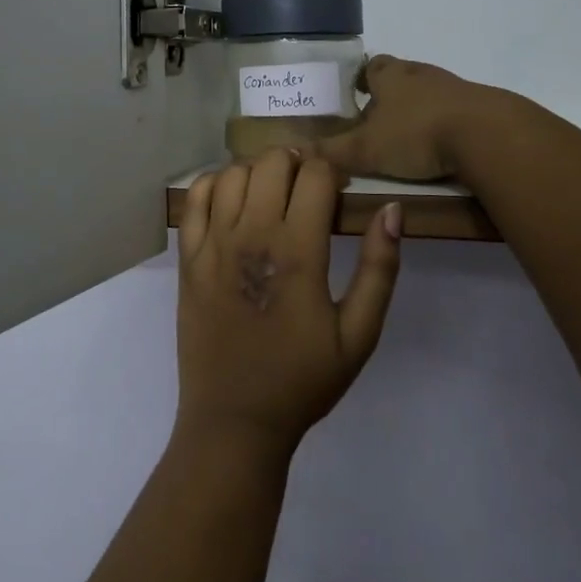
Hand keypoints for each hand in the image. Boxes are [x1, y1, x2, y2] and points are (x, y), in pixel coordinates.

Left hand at [175, 150, 401, 457]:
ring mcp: (212, 244)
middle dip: (298, 164)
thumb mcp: (359, 335)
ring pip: (234, 172)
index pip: (316, 175)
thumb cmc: (302, 380)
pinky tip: (233, 200)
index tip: (340, 191)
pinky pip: (196, 197)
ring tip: (273, 194)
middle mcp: (251, 235)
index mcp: (298, 252)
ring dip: (259, 171)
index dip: (334, 173)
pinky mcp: (188, 257)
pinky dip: (216, 184)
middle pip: (273, 162)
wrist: (235, 419)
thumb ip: (379, 268)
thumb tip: (392, 209)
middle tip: (309, 189)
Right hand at [313, 55, 495, 181]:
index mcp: (391, 76)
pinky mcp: (478, 106)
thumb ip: (332, 152)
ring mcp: (453, 87)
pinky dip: (442, 121)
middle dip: (388, 92)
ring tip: (405, 132)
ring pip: (427, 91)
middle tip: (375, 115)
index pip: (371, 66)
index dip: (361, 77)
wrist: (487, 135)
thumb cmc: (417, 133)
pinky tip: (439, 143)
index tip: (353, 91)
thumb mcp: (367, 149)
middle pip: (400, 75)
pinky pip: (453, 109)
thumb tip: (295, 153)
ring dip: (416, 106)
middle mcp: (420, 74)